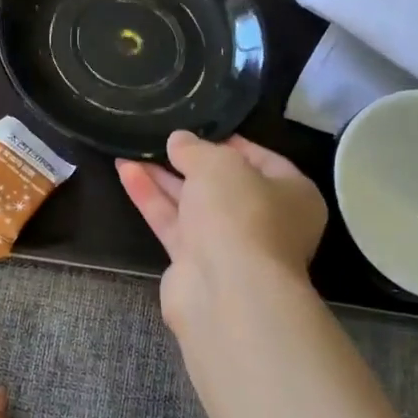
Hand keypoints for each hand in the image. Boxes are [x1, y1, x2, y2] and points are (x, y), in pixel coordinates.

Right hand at [116, 132, 328, 338]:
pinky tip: (126, 172)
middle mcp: (264, 220)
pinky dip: (150, 198)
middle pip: (222, 184)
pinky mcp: (194, 263)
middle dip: (187, 161)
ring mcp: (228, 244)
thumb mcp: (219, 165)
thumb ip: (195, 149)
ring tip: (129, 150)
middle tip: (158, 139)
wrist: (227, 290)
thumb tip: (179, 140)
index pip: (261, 159)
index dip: (228, 141)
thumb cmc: (240, 215)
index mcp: (292, 194)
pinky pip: (172, 222)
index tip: (196, 127)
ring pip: (192, 203)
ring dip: (162, 177)